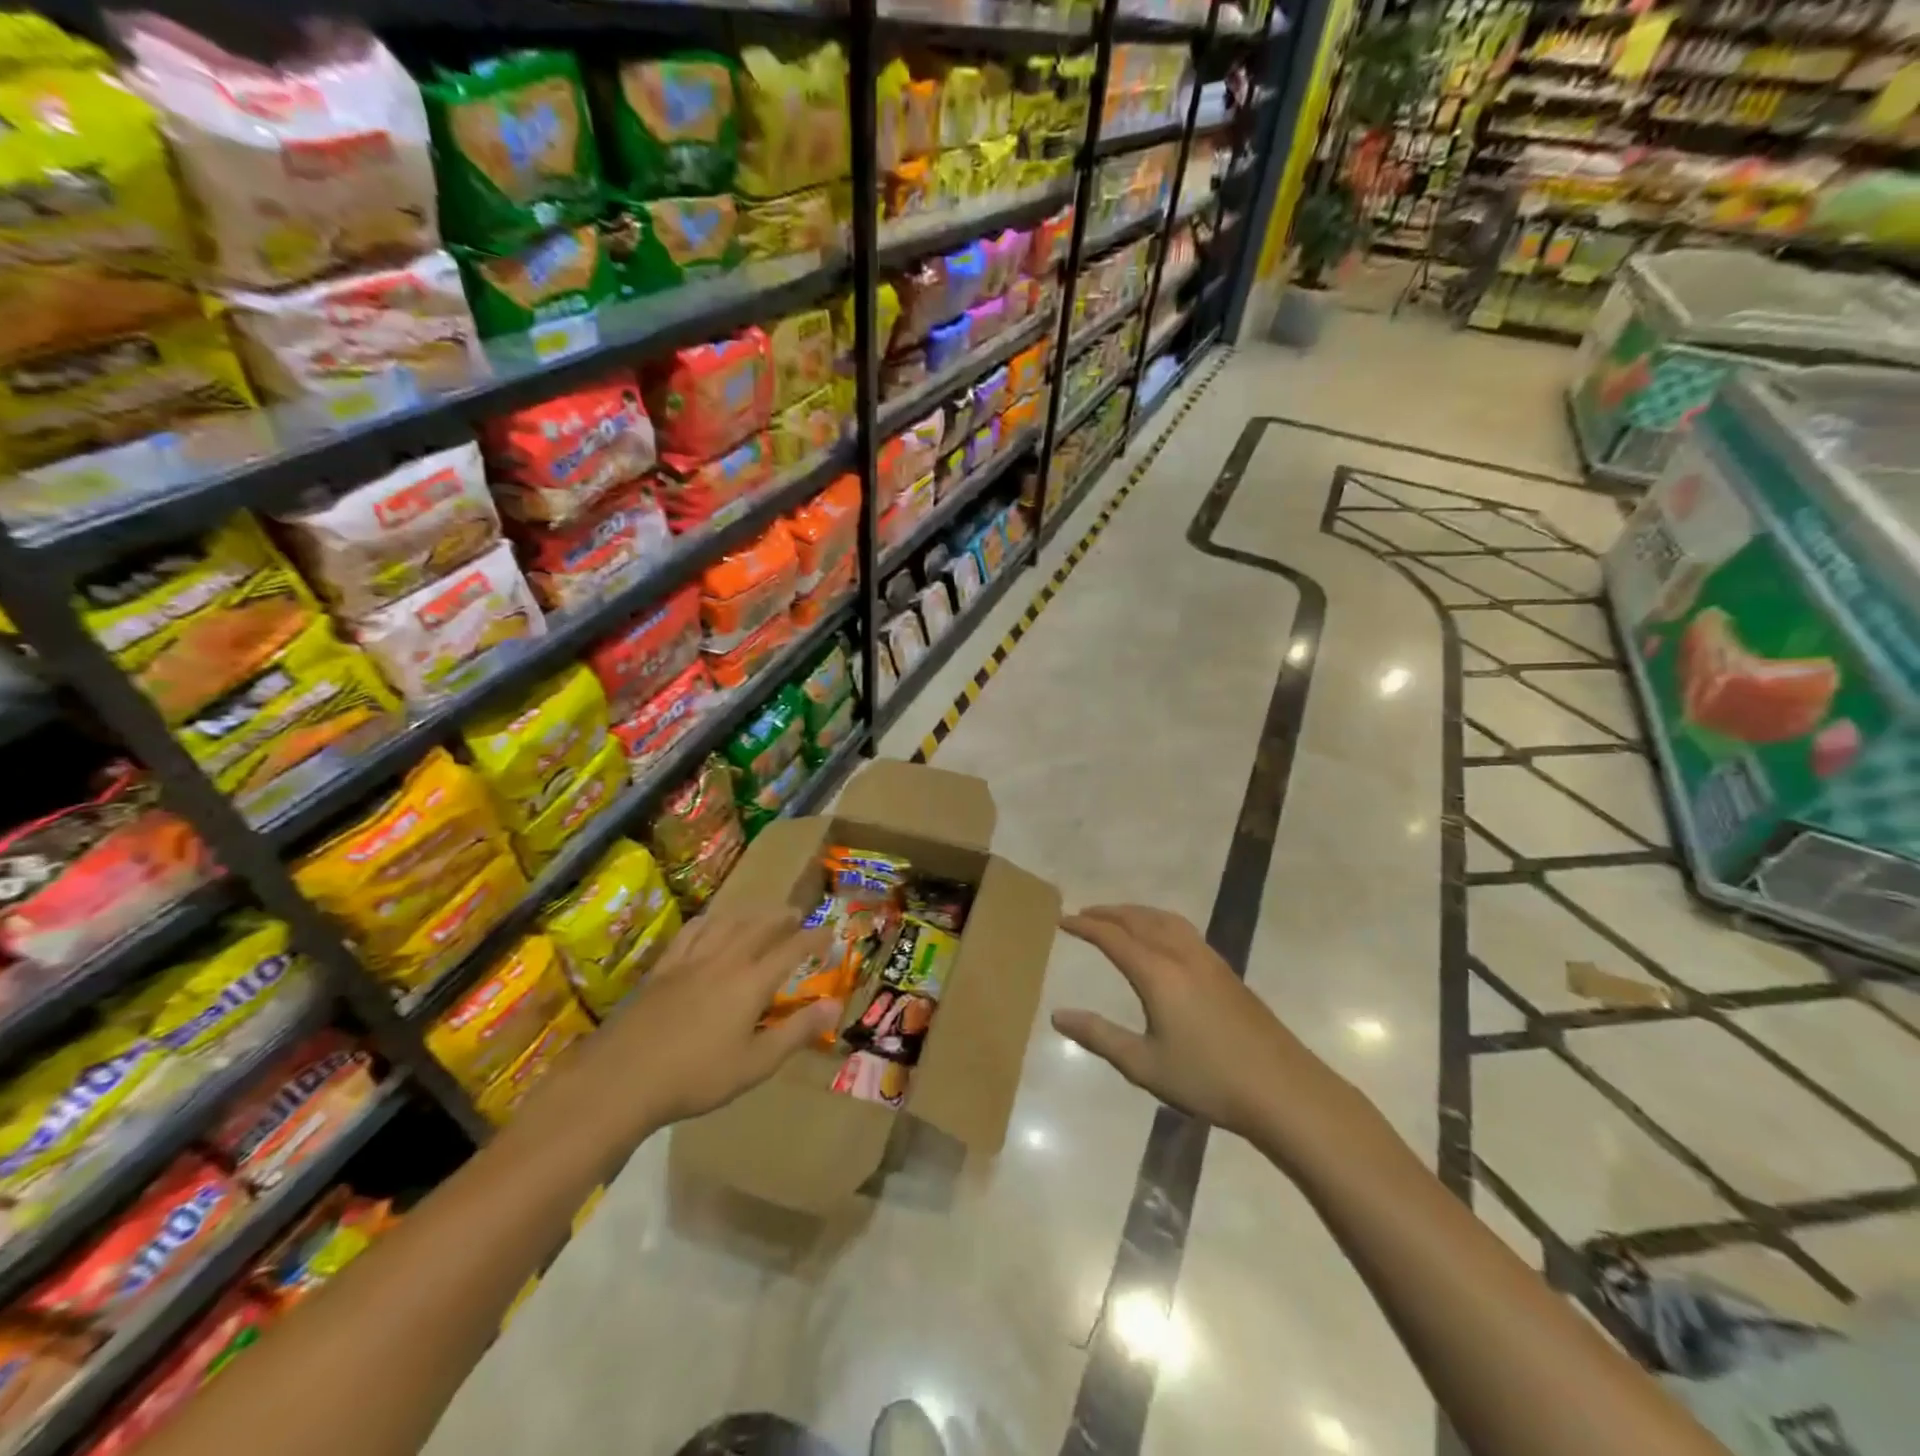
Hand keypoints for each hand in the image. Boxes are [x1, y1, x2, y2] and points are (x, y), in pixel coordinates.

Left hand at [557, 910, 834, 1133]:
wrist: (622, 1079)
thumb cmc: (696, 1077)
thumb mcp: (756, 1063)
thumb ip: (798, 1032)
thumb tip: (836, 1005)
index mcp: (751, 982)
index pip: (792, 949)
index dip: (813, 938)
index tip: (829, 934)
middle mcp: (724, 960)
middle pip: (759, 926)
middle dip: (782, 918)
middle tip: (796, 915)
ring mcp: (690, 960)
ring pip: (726, 922)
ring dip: (749, 914)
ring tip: (759, 914)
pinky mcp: (663, 968)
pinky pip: (691, 932)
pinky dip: (709, 921)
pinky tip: (710, 924)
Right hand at [1053, 904, 1336, 1141]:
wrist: (1282, 1089)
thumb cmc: (1207, 1079)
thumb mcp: (1144, 1064)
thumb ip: (1099, 1036)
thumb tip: (1057, 1015)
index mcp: (1158, 973)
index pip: (1113, 937)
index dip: (1085, 927)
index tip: (1061, 920)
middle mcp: (1181, 954)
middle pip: (1139, 919)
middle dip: (1109, 913)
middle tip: (1084, 914)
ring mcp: (1208, 959)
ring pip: (1165, 919)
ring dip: (1136, 913)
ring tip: (1118, 918)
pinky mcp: (1226, 970)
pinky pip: (1183, 929)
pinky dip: (1160, 921)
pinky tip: (1162, 938)